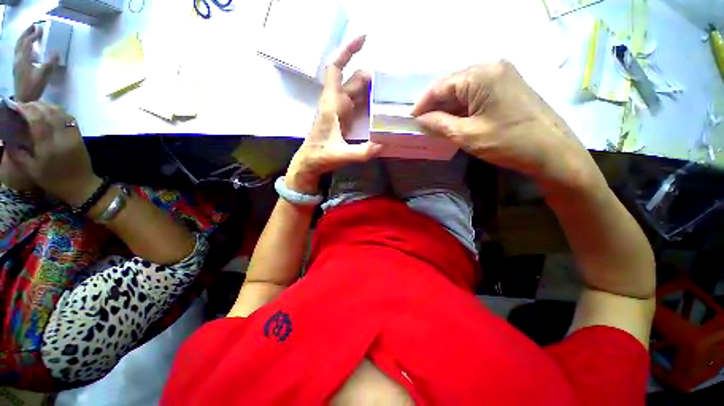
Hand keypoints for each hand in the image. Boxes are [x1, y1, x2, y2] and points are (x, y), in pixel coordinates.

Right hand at [4, 102, 100, 206]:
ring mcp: (73, 135)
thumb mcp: (30, 170)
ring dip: (46, 106)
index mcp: (48, 147)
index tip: (16, 106)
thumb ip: (17, 153)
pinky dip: (57, 111)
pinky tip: (48, 113)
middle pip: (49, 113)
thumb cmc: (53, 181)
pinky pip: (69, 118)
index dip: (26, 109)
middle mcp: (61, 137)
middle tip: (23, 105)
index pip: (37, 120)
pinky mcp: (80, 136)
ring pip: (60, 113)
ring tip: (34, 107)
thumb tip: (6, 138)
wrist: (81, 186)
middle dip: (35, 105)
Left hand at [14, 24, 58, 102]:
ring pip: (19, 46)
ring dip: (24, 38)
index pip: (28, 42)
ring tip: (31, 34)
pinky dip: (23, 46)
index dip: (35, 34)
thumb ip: (50, 64)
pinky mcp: (18, 67)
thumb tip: (57, 52)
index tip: (42, 29)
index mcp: (24, 58)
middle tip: (34, 26)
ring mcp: (17, 63)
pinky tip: (28, 48)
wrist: (23, 100)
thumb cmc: (33, 88)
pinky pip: (19, 52)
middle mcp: (18, 58)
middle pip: (21, 41)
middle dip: (27, 33)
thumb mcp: (43, 76)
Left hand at [285, 36, 381, 193]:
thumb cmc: (321, 156)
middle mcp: (336, 102)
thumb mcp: (341, 155)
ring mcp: (339, 109)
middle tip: (393, 86)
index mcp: (333, 104)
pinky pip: (356, 101)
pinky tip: (378, 107)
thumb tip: (383, 145)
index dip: (348, 50)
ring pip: (356, 90)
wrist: (309, 162)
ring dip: (371, 89)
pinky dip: (367, 100)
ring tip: (390, 95)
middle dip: (371, 78)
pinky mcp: (342, 117)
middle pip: (354, 80)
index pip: (337, 69)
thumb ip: (362, 152)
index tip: (364, 39)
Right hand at [412, 61, 599, 191]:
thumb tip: (420, 119)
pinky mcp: (508, 86)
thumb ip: (439, 123)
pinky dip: (462, 107)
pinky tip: (454, 120)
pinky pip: (476, 93)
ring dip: (448, 107)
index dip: (423, 103)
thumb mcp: (467, 135)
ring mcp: (502, 75)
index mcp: (482, 75)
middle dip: (435, 105)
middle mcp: (492, 67)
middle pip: (453, 85)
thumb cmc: (508, 142)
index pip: (442, 86)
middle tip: (421, 123)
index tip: (410, 119)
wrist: (552, 151)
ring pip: (464, 90)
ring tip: (434, 124)